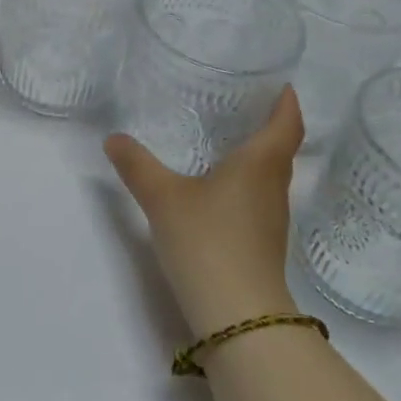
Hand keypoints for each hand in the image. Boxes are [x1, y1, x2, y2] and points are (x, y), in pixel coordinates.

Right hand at [104, 87, 304, 335]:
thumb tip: (113, 138)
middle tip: (243, 106)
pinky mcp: (262, 245)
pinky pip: (258, 200)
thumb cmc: (207, 241)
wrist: (237, 315)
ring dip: (257, 157)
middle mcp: (273, 188)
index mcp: (259, 165)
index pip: (287, 125)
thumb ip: (137, 165)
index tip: (281, 85)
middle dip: (269, 126)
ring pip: (270, 177)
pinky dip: (245, 185)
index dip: (287, 103)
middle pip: (282, 150)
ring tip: (227, 141)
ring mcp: (271, 221)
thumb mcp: (163, 197)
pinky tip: (218, 190)